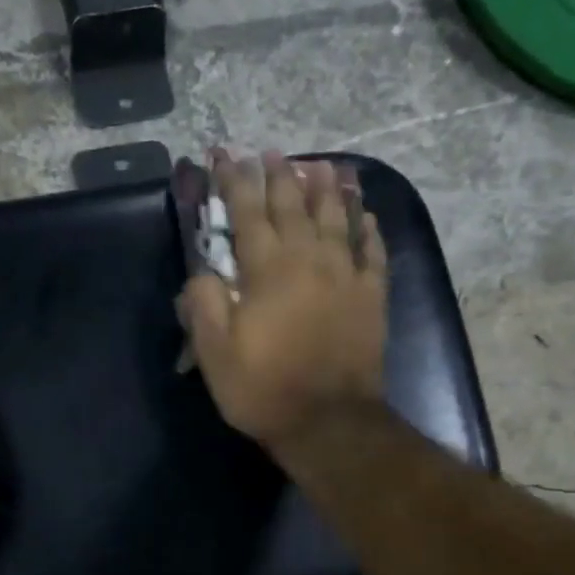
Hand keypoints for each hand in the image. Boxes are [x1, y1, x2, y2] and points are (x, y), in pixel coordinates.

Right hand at [181, 148, 387, 451]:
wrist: (328, 422)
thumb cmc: (263, 388)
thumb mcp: (214, 351)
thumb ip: (204, 303)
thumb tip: (202, 271)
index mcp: (267, 269)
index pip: (246, 212)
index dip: (234, 182)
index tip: (226, 156)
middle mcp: (309, 259)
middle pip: (294, 205)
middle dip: (280, 175)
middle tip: (273, 152)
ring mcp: (346, 275)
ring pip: (337, 217)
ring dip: (327, 188)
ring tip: (322, 164)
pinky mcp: (371, 296)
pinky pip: (372, 250)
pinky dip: (367, 227)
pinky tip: (364, 213)